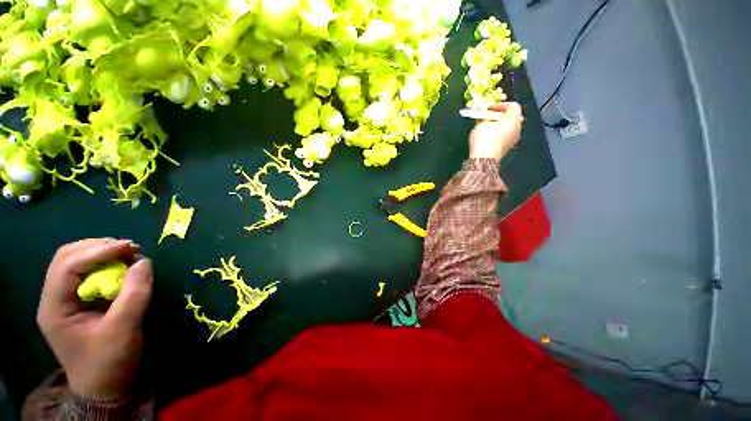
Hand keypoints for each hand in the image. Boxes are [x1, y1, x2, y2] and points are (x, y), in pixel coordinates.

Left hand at [37, 238, 152, 401]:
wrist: (104, 385)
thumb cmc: (109, 361)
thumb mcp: (124, 329)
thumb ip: (134, 295)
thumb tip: (144, 262)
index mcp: (55, 307)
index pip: (68, 266)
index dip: (98, 251)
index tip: (130, 247)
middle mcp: (53, 298)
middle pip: (67, 257)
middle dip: (98, 247)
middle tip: (129, 249)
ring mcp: (63, 298)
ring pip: (75, 261)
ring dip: (101, 253)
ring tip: (127, 255)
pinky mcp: (76, 300)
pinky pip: (85, 272)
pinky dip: (104, 264)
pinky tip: (120, 268)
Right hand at [469, 102, 523, 162]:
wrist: (483, 159)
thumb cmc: (483, 139)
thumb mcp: (481, 124)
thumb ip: (485, 118)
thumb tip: (485, 116)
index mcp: (514, 120)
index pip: (513, 106)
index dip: (502, 105)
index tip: (491, 108)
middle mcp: (517, 129)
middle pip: (513, 117)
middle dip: (502, 115)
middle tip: (491, 116)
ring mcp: (514, 139)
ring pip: (510, 127)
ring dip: (501, 125)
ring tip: (489, 126)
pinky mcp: (508, 147)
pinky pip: (506, 136)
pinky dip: (500, 133)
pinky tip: (489, 136)